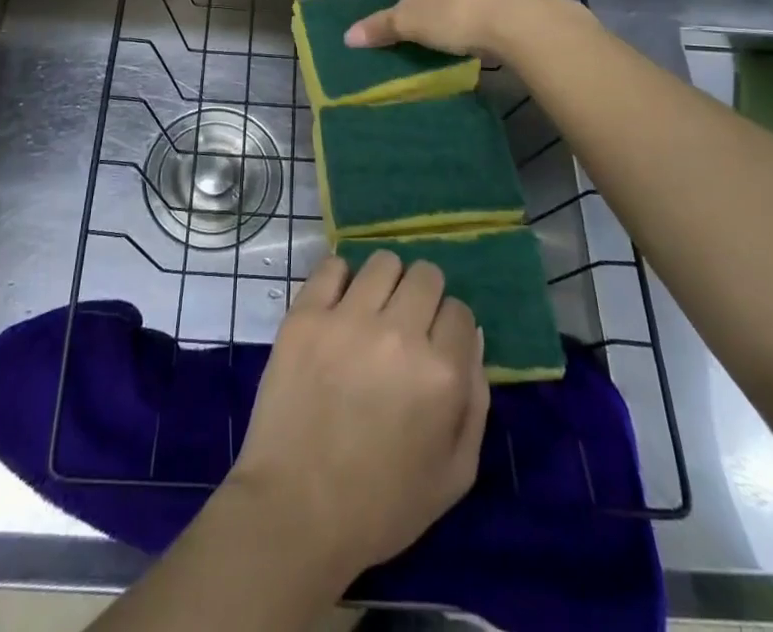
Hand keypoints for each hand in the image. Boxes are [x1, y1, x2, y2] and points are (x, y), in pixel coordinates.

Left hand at [226, 252, 489, 584]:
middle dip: (423, 296)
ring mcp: (347, 319)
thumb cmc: (381, 504)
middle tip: (404, 324)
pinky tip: (338, 305)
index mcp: (441, 373)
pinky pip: (332, 266)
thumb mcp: (455, 473)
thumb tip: (472, 337)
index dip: (450, 328)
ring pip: (383, 262)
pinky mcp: (305, 315)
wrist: (296, 510)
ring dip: (385, 282)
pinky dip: (340, 278)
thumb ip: (476, 401)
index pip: (460, 312)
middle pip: (426, 275)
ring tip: (371, 310)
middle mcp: (399, 334)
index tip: (435, 345)